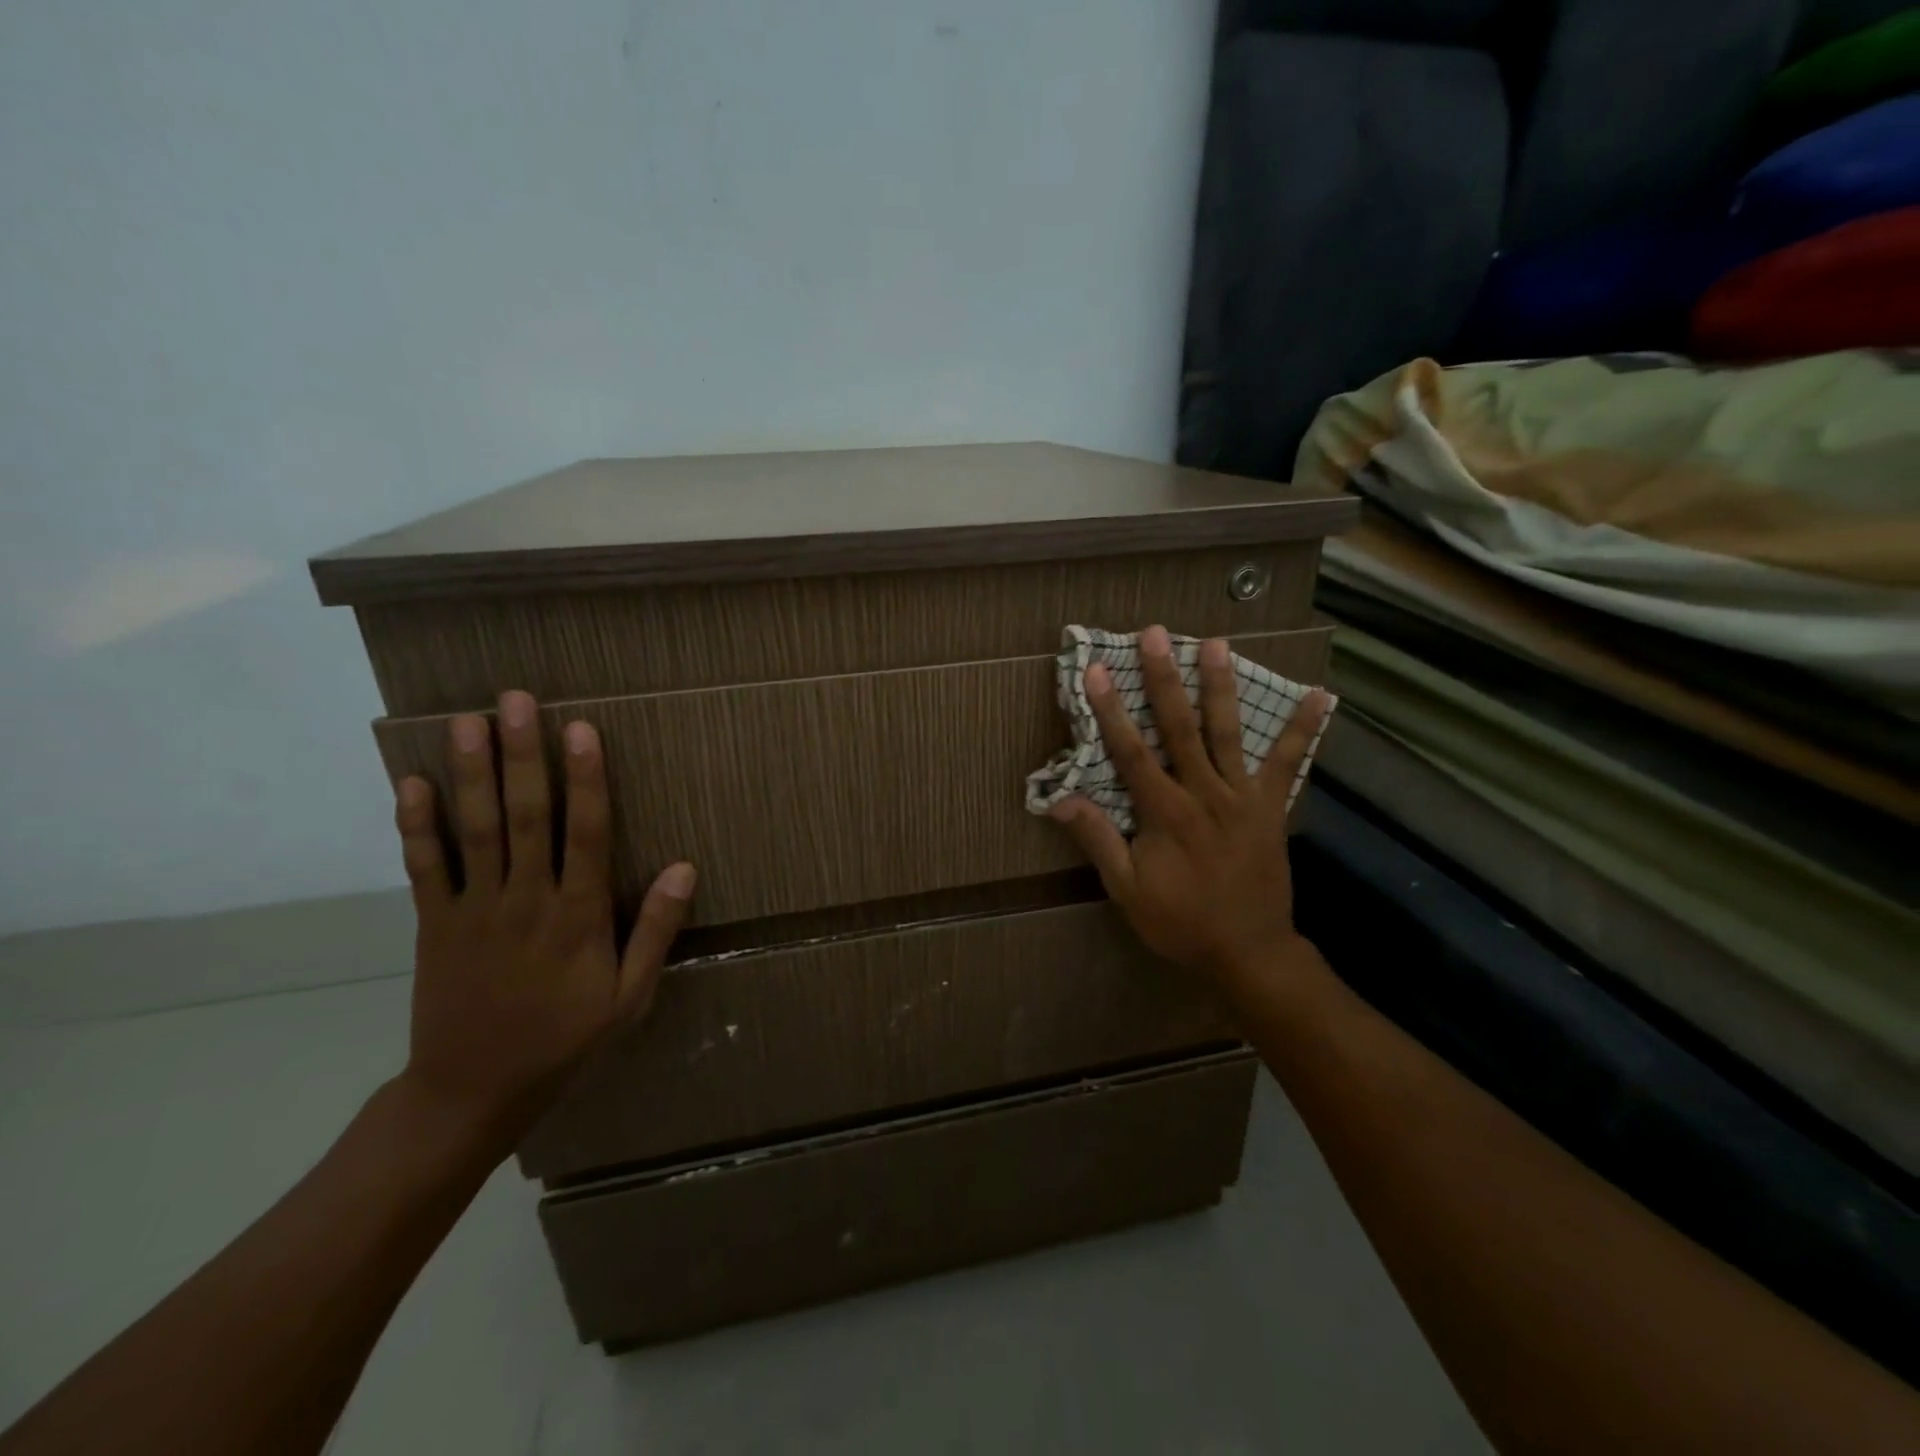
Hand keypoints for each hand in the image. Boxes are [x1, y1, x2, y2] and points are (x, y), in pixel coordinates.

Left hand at [392, 690, 695, 1139]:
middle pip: (526, 817)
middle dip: (523, 756)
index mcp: (579, 916)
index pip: (587, 834)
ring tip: (465, 722)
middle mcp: (527, 900)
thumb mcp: (629, 997)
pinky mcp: (434, 924)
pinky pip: (425, 868)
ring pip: (475, 831)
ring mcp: (475, 910)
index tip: (582, 730)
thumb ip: (656, 931)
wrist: (473, 1091)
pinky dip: (417, 826)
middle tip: (515, 701)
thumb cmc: (564, 1039)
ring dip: (471, 774)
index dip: (586, 779)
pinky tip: (411, 784)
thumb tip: (686, 868)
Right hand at [1047, 625, 1329, 986]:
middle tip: (1155, 635)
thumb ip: (1098, 840)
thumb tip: (1059, 800)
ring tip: (1218, 643)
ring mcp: (1243, 797)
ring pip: (1229, 732)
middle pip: (1180, 727)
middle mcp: (1204, 793)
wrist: (1249, 952)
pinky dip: (1302, 729)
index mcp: (1165, 813)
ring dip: (1221, 686)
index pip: (1130, 752)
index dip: (1111, 710)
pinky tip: (1321, 696)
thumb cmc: (1180, 923)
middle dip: (1164, 679)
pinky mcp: (1272, 807)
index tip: (1097, 670)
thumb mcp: (1127, 890)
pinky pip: (1288, 763)